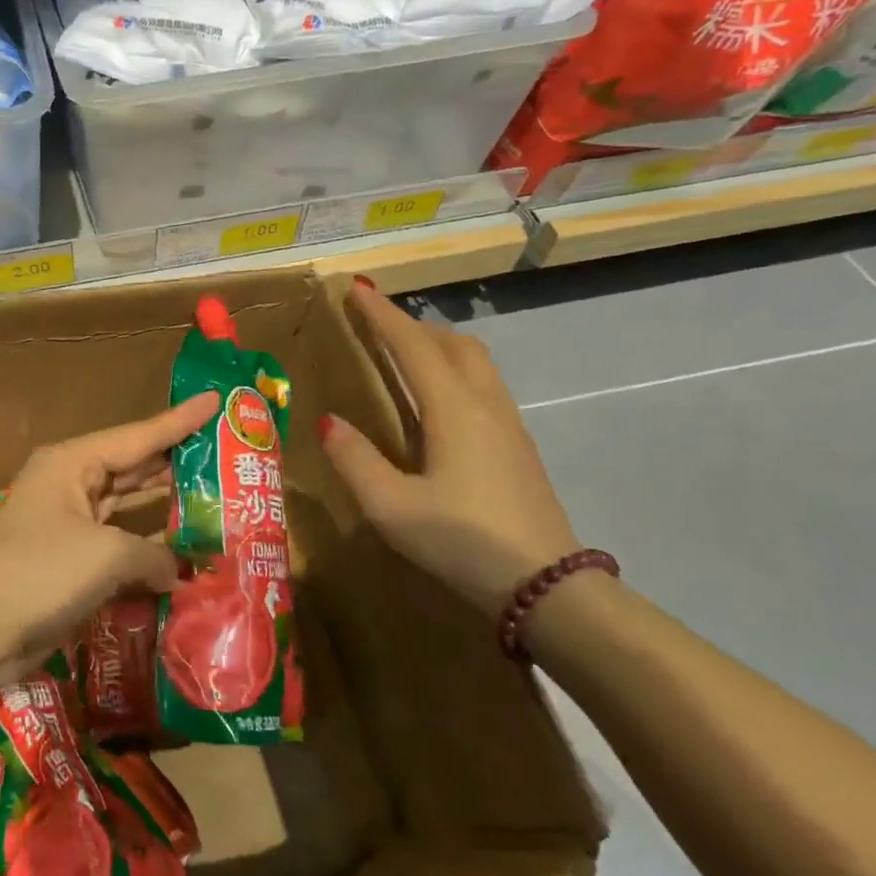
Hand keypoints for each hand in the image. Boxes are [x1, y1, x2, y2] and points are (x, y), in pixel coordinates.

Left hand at [0, 392, 220, 689]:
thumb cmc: (38, 572)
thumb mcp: (105, 555)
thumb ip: (153, 554)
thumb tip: (177, 570)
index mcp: (73, 463)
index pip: (139, 435)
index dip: (180, 420)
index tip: (216, 400)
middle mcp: (71, 484)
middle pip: (134, 466)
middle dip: (176, 461)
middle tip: (226, 454)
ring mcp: (69, 524)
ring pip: (128, 506)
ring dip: (166, 506)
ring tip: (215, 495)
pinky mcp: (69, 561)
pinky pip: (118, 544)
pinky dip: (148, 548)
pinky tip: (184, 551)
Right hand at [318, 283, 580, 612]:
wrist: (547, 587)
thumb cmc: (462, 542)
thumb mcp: (392, 507)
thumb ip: (355, 460)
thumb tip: (327, 422)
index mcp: (453, 409)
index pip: (412, 345)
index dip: (382, 315)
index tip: (357, 288)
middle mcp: (485, 405)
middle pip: (453, 343)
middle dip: (413, 325)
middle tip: (377, 323)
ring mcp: (509, 425)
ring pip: (475, 363)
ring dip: (438, 345)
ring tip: (406, 354)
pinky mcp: (519, 448)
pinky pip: (484, 386)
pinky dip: (454, 371)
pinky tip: (439, 402)